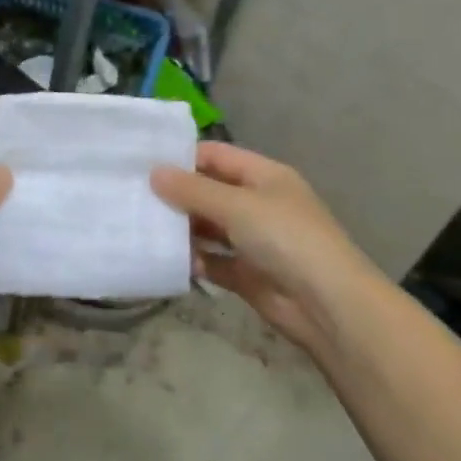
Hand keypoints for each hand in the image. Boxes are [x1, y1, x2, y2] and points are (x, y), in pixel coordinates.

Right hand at [150, 142, 378, 350]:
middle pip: (209, 192)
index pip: (217, 156)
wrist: (328, 305)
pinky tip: (165, 259)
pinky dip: (192, 260)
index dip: (183, 157)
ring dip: (181, 228)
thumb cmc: (286, 239)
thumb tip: (154, 173)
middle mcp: (258, 204)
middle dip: (175, 195)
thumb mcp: (237, 206)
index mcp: (264, 176)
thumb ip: (193, 190)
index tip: (142, 163)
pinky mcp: (246, 274)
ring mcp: (253, 240)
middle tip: (132, 196)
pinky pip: (212, 261)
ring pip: (208, 227)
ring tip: (140, 226)